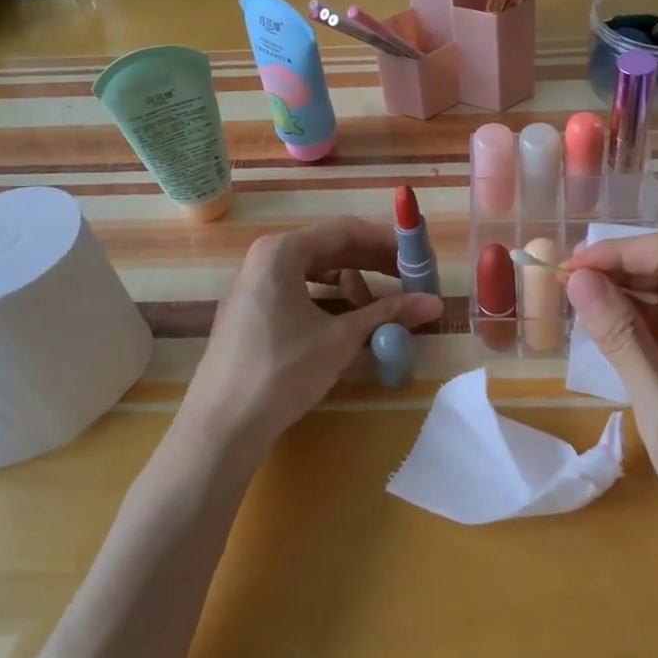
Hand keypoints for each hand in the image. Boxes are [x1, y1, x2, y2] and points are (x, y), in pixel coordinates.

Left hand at [182, 217, 442, 457]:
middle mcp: (264, 258)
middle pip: (329, 247)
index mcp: (282, 251)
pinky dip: (328, 298)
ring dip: (352, 282)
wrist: (221, 427)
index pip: (345, 231)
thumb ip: (388, 314)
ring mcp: (254, 284)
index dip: (386, 241)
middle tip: (409, 278)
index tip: (417, 256)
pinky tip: (347, 318)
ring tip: (380, 305)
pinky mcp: (251, 311)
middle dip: (371, 262)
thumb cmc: (282, 371)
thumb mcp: (341, 339)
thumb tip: (436, 303)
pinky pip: (298, 289)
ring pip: (314, 270)